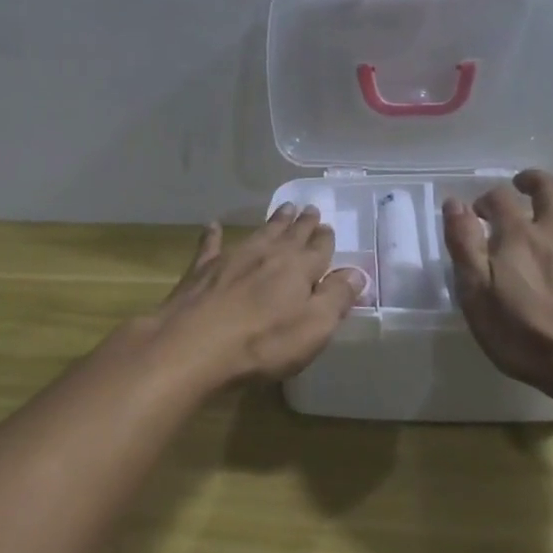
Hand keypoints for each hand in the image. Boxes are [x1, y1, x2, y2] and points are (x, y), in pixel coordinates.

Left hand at [142, 205, 366, 388]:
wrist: (194, 344)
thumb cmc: (263, 342)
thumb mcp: (313, 328)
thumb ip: (336, 298)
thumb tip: (357, 273)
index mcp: (299, 268)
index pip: (319, 249)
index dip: (325, 239)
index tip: (328, 227)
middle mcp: (268, 254)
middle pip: (291, 235)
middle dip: (303, 223)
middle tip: (309, 208)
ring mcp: (233, 258)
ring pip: (259, 233)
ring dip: (273, 222)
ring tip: (283, 209)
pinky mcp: (202, 270)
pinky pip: (211, 246)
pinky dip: (213, 235)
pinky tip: (212, 226)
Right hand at [442, 170, 552, 401]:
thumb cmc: (527, 339)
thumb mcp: (477, 296)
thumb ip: (464, 246)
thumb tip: (454, 203)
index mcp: (520, 235)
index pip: (499, 197)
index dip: (487, 200)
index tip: (480, 214)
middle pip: (550, 188)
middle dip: (534, 182)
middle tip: (525, 188)